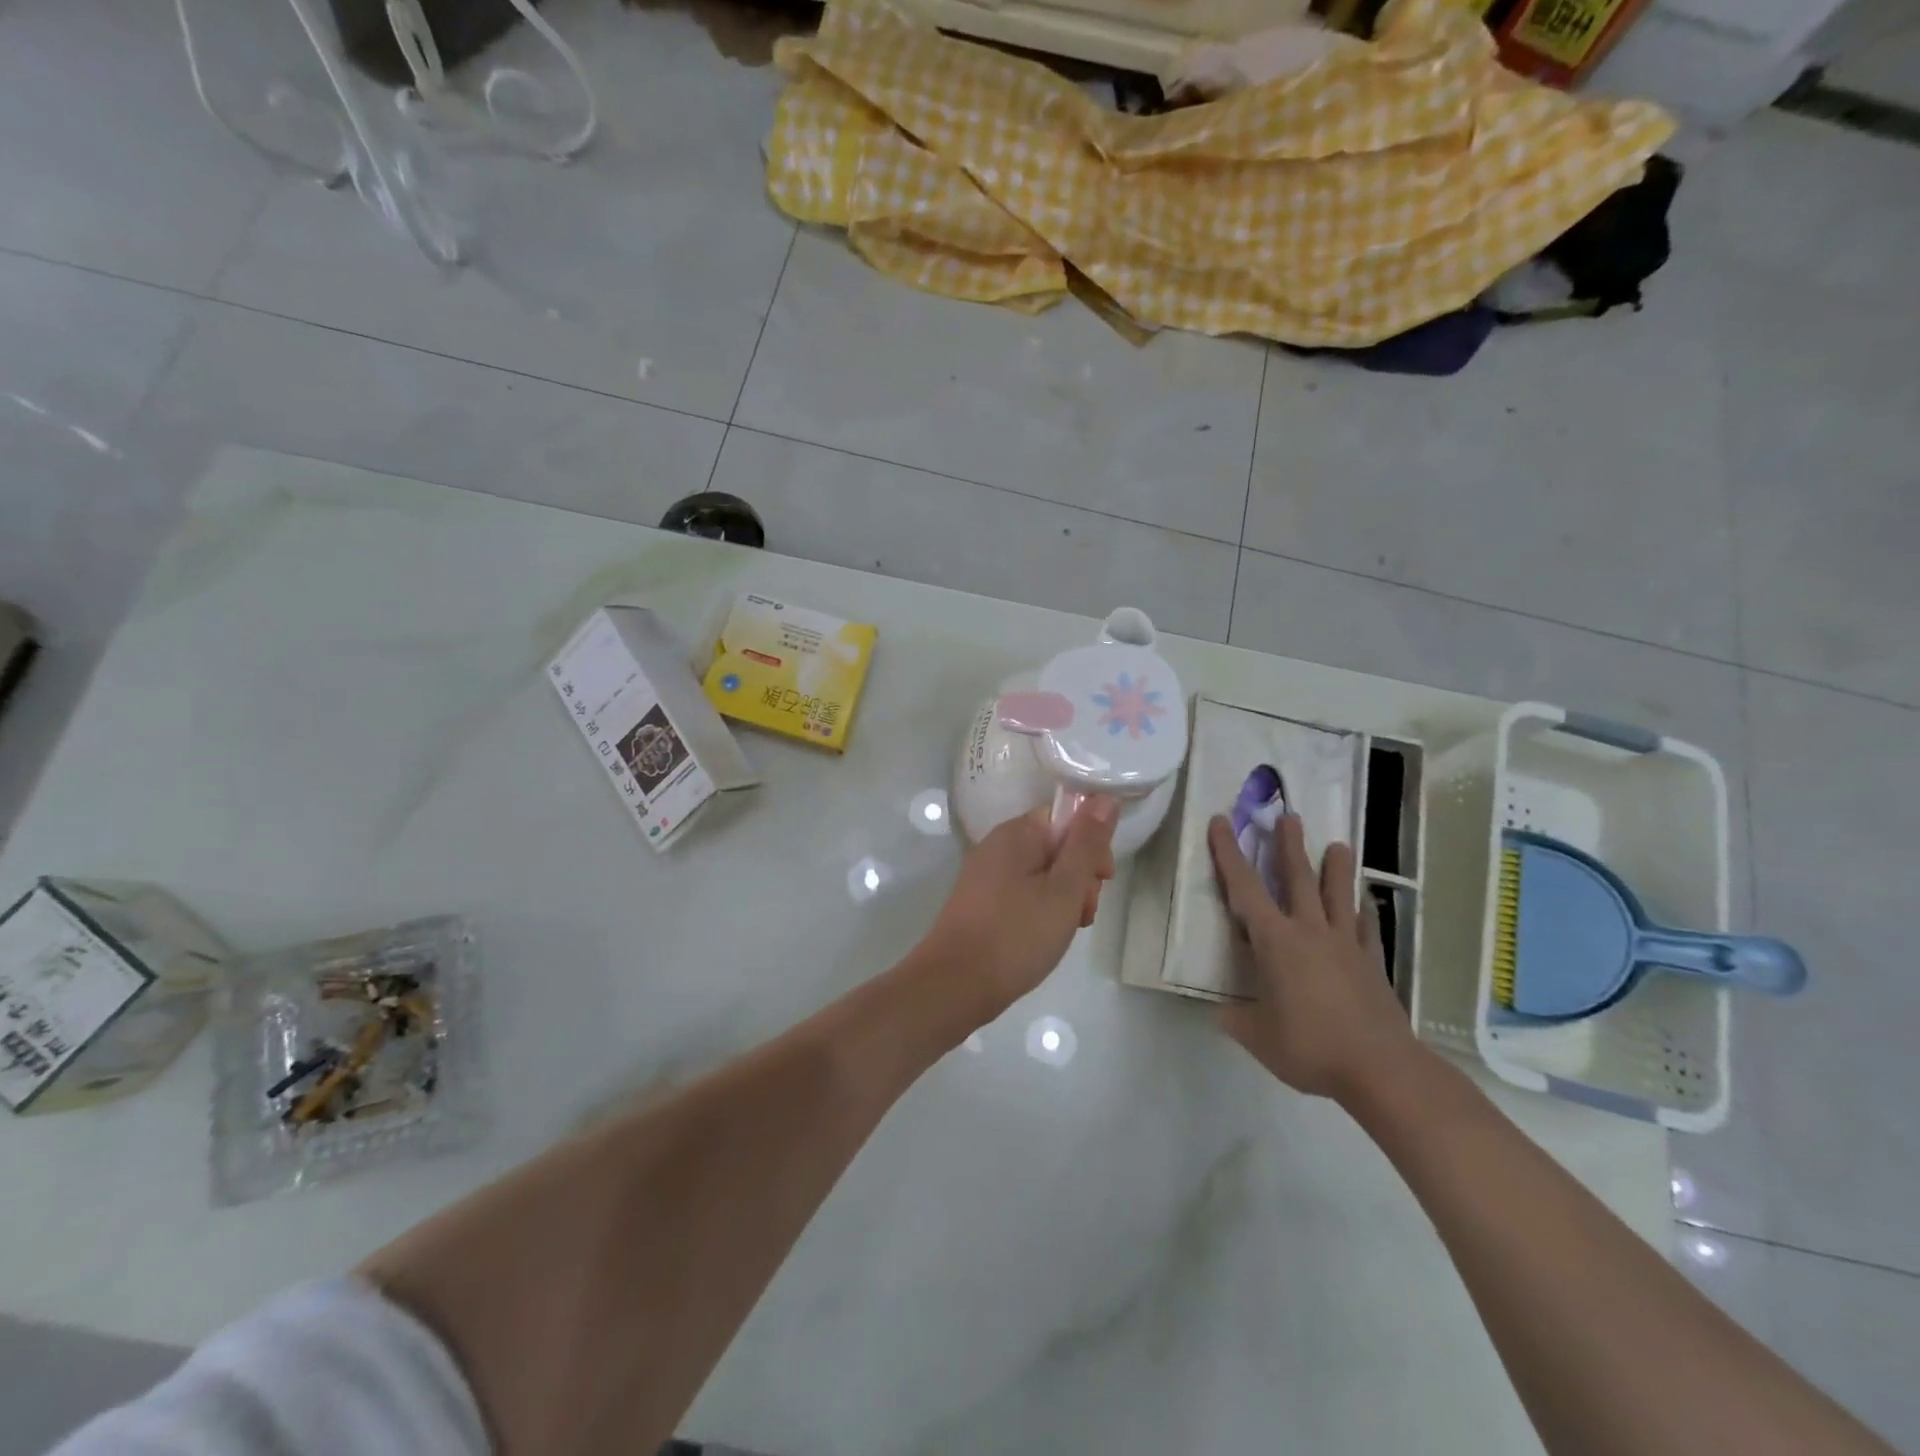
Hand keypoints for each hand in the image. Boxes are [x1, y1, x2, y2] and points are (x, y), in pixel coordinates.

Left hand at [916, 799, 1118, 1023]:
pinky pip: (1022, 892)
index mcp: (1017, 832)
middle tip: (1082, 913)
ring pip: (1042, 874)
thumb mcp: (1064, 889)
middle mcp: (998, 845)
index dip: (1091, 846)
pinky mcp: (981, 901)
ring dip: (1063, 898)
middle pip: (1055, 846)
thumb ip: (1087, 843)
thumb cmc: (1017, 935)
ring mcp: (986, 874)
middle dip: (1079, 877)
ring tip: (1066, 930)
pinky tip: (1045, 937)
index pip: (1067, 818)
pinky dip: (1041, 910)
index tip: (1101, 880)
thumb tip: (1104, 797)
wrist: (955, 984)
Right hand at [1208, 813, 1418, 1104]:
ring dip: (1336, 868)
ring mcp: (1346, 946)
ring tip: (1339, 844)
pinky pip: (1367, 929)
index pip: (1244, 888)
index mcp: (1276, 942)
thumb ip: (1236, 1019)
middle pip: (1298, 879)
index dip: (1228, 853)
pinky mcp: (1372, 964)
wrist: (1381, 1069)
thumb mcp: (1258, 1037)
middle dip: (1290, 846)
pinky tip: (1367, 903)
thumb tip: (1221, 1012)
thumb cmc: (1311, 1047)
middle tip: (1289, 817)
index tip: (1221, 821)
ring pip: (1339, 896)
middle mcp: (1310, 932)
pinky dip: (1365, 912)